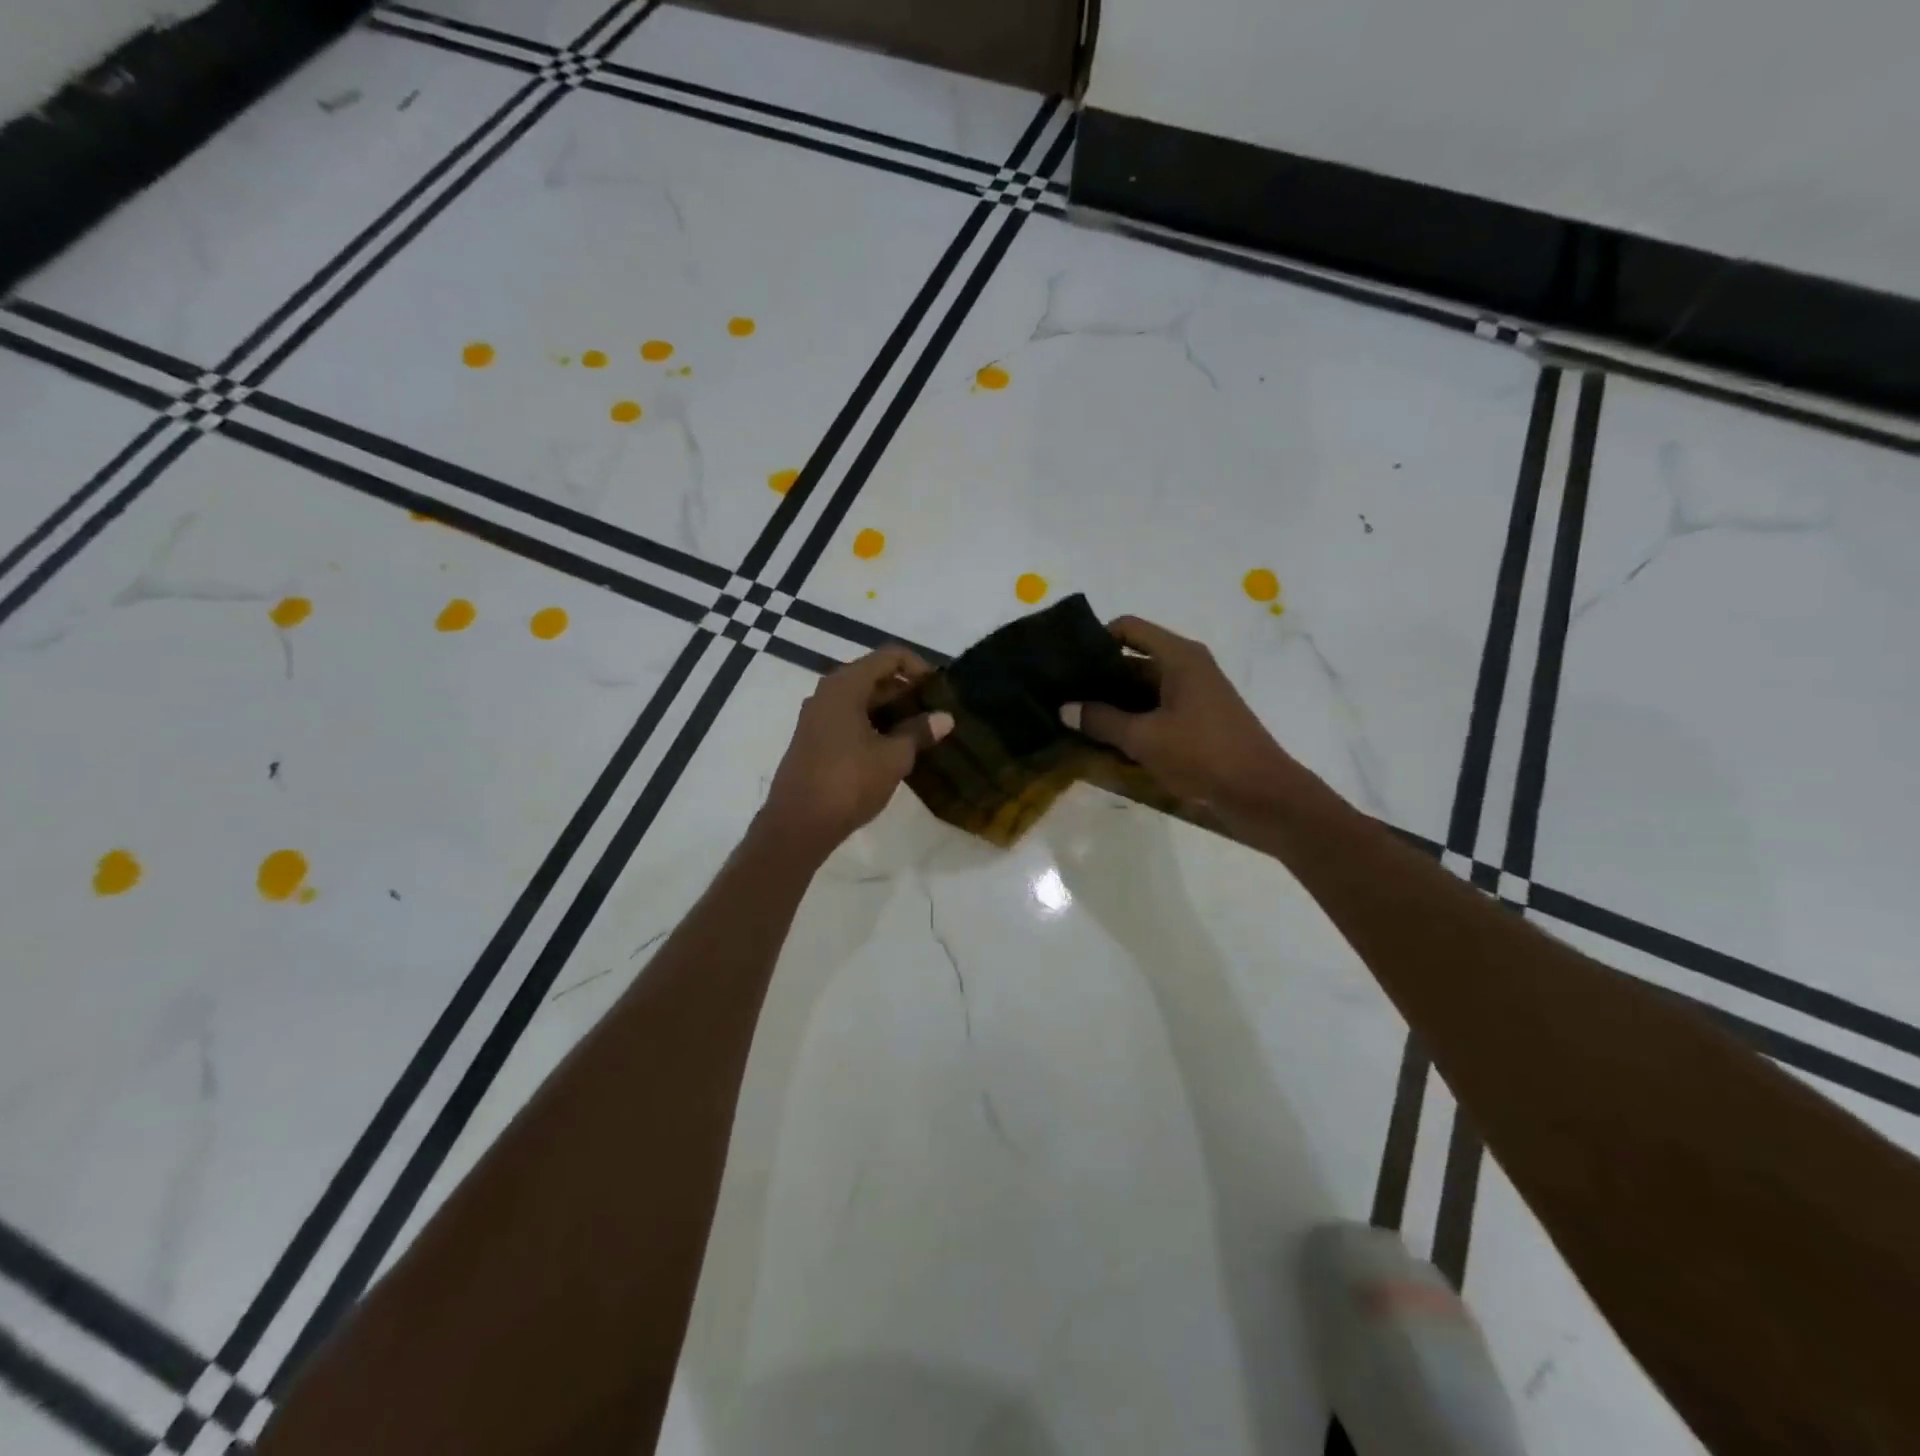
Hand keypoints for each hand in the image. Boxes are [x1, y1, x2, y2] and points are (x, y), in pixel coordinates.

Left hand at [759, 645, 952, 857]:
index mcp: (845, 686)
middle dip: (906, 691)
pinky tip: (893, 748)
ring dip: (891, 711)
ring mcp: (816, 718)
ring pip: (861, 700)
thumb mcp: (893, 757)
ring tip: (920, 732)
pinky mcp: (813, 740)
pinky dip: (873, 725)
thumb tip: (945, 717)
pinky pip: (848, 719)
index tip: (939, 690)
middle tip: (935, 712)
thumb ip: (919, 732)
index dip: (918, 667)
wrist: (797, 825)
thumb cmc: (848, 783)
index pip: (888, 657)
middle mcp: (827, 694)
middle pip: (873, 677)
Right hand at [1060, 616, 1302, 814]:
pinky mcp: (1197, 720)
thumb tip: (1065, 708)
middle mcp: (1186, 666)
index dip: (1095, 640)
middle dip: (1098, 678)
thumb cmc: (1202, 754)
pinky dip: (1132, 721)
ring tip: (1076, 720)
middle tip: (1062, 697)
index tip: (1067, 664)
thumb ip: (1101, 720)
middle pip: (1132, 659)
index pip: (1127, 628)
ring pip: (1142, 689)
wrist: (1261, 793)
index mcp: (1178, 656)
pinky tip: (1105, 741)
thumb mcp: (1144, 738)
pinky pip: (1155, 710)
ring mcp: (1193, 694)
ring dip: (1112, 704)